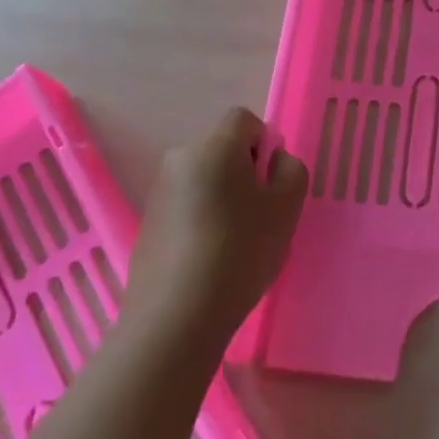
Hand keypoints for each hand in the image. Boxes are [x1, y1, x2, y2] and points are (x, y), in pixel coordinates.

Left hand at [127, 108, 307, 345]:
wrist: (175, 320)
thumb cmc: (239, 252)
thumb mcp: (287, 207)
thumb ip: (291, 170)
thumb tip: (273, 161)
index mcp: (213, 146)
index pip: (244, 119)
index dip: (264, 145)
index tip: (270, 184)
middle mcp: (180, 159)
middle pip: (223, 150)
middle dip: (244, 173)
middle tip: (259, 215)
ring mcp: (159, 193)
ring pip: (204, 180)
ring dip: (222, 198)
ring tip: (234, 244)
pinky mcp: (147, 225)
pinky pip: (186, 208)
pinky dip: (201, 222)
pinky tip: (209, 261)